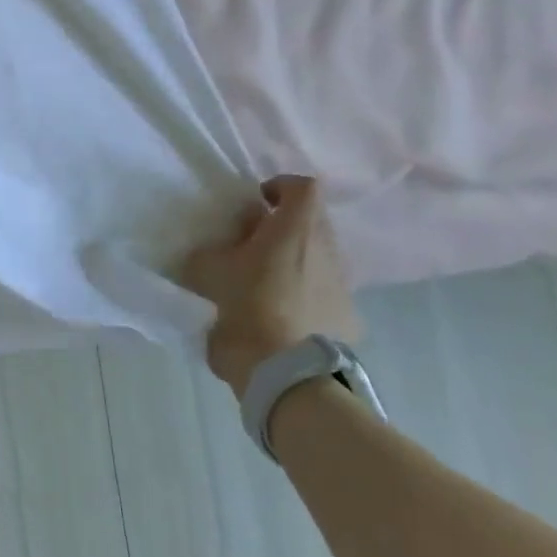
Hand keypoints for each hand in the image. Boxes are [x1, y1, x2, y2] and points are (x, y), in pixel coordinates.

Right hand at [181, 175, 360, 397]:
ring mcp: (342, 282)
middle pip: (311, 222)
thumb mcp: (208, 271)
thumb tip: (215, 247)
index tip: (254, 205)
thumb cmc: (246, 307)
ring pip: (317, 257)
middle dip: (282, 227)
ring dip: (293, 261)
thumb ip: (211, 250)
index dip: (278, 187)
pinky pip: (322, 291)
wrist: (286, 370)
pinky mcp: (348, 314)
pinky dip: (303, 293)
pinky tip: (280, 314)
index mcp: (295, 229)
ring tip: (262, 283)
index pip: (302, 186)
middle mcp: (327, 248)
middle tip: (248, 246)